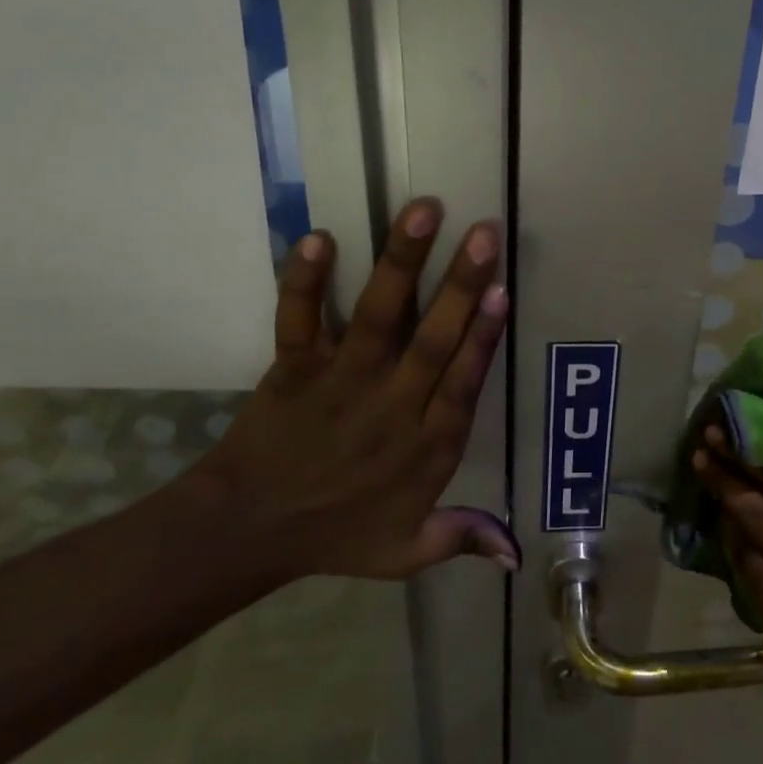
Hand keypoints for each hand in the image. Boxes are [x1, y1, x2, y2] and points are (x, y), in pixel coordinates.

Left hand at [193, 198, 516, 582]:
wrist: (245, 534)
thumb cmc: (335, 536)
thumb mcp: (406, 553)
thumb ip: (462, 539)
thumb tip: (517, 553)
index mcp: (424, 445)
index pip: (462, 382)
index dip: (484, 336)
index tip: (503, 290)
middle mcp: (389, 404)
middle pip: (432, 339)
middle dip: (460, 284)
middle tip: (484, 233)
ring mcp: (339, 381)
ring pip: (376, 316)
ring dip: (401, 263)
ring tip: (423, 210)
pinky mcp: (293, 368)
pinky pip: (298, 319)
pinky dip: (304, 280)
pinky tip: (319, 237)